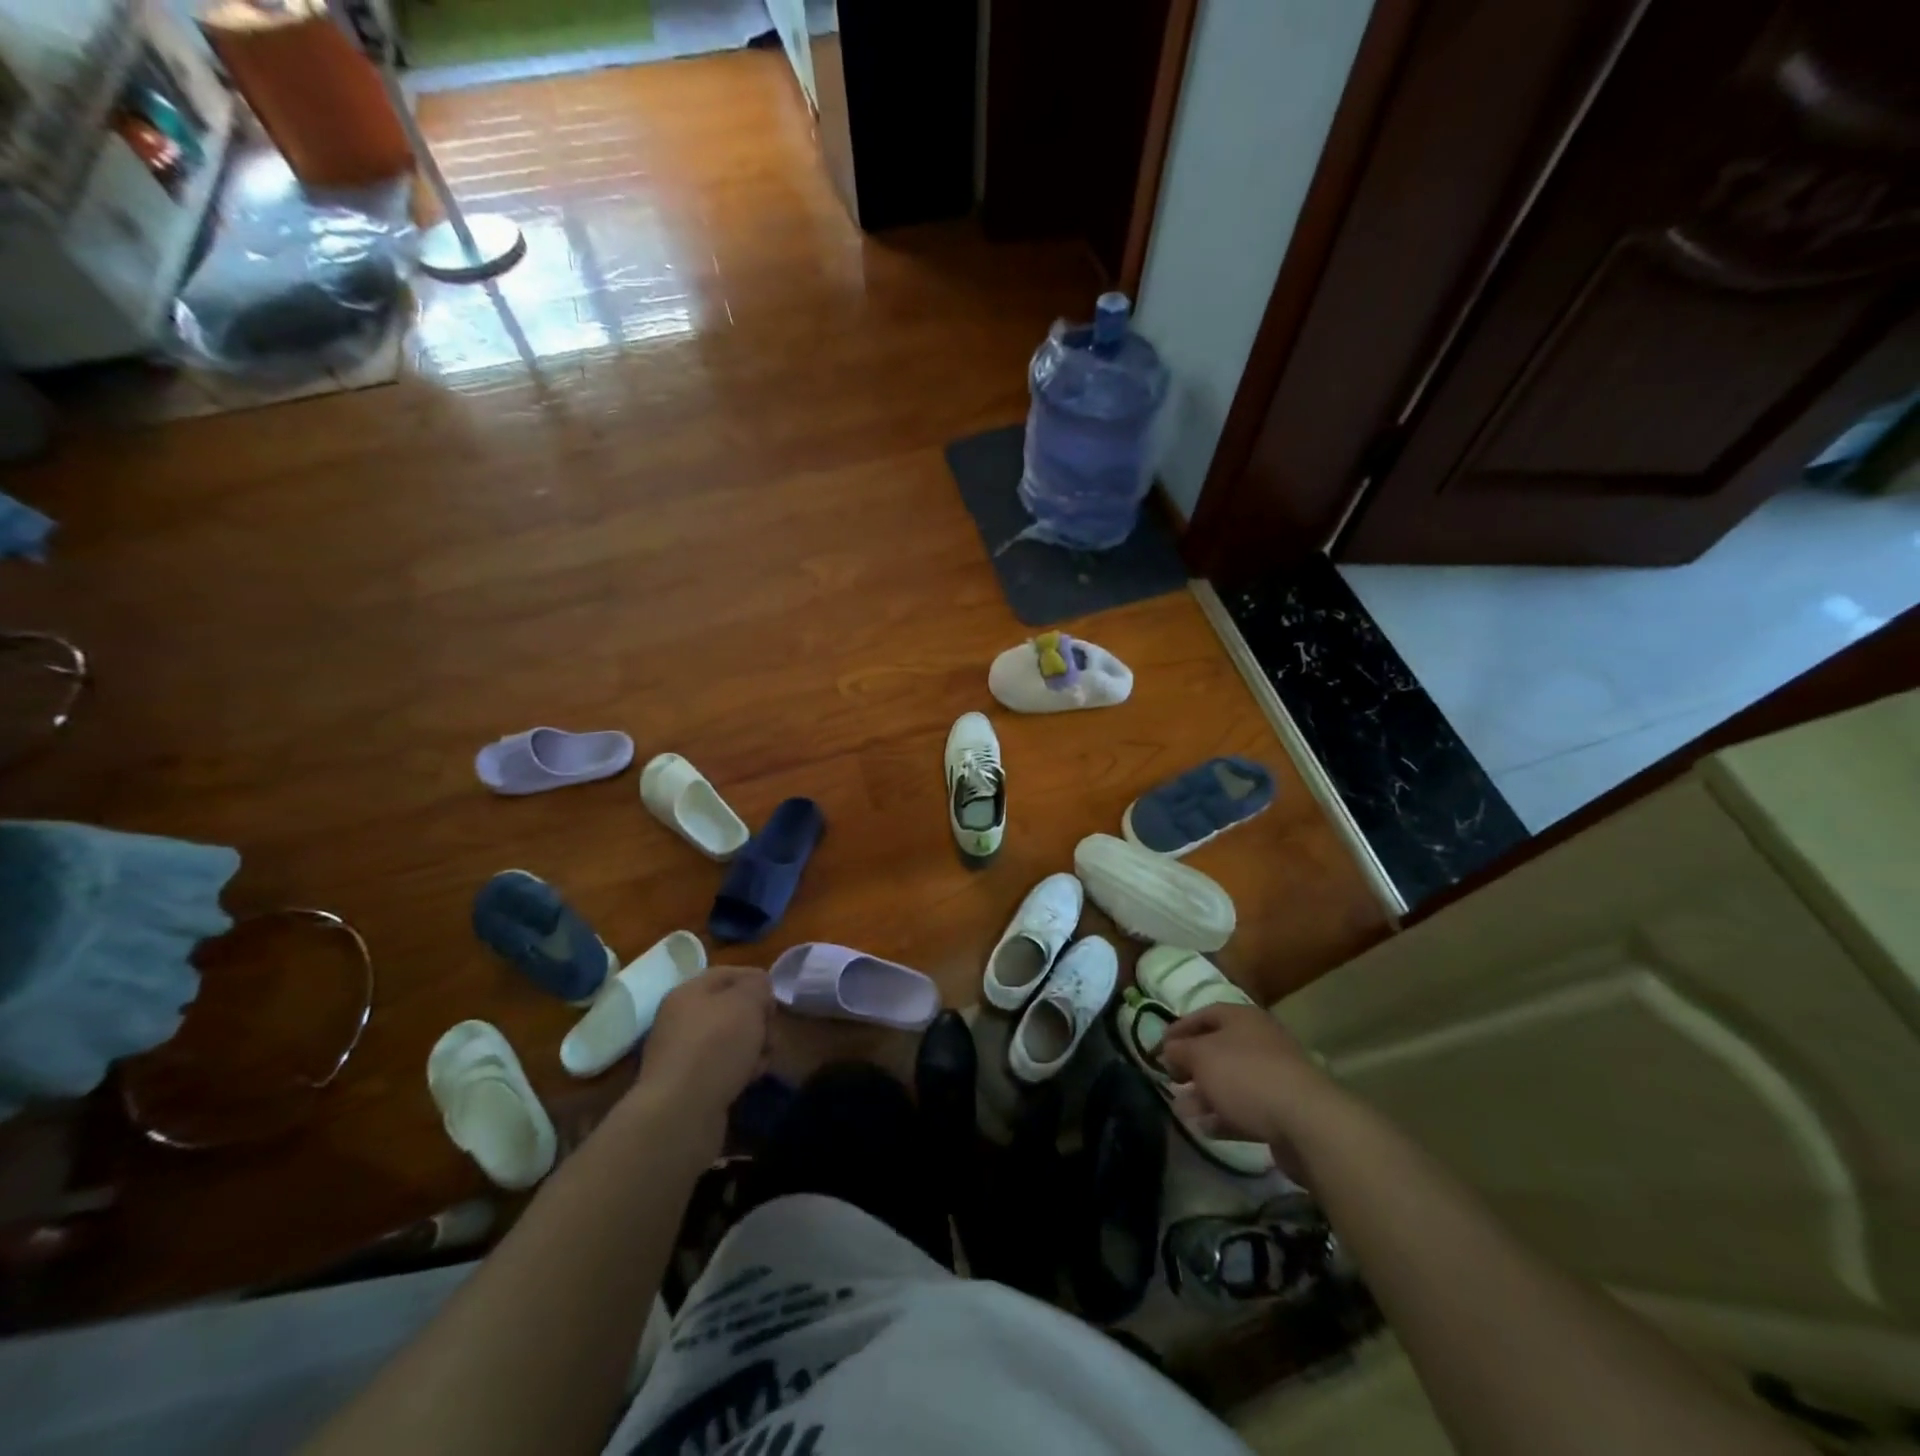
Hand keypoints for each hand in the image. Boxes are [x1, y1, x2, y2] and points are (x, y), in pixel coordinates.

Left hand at [635, 966, 772, 1125]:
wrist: (680, 1113)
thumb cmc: (716, 1046)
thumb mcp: (746, 1002)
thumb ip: (757, 986)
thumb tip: (759, 988)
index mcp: (688, 992)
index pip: (728, 974)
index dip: (757, 981)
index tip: (776, 1000)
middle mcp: (681, 1019)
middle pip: (731, 1008)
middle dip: (758, 1019)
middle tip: (770, 1034)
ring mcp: (683, 1054)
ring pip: (730, 1040)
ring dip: (753, 1046)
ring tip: (763, 1061)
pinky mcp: (689, 1085)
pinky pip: (722, 1067)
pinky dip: (740, 1070)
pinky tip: (750, 1079)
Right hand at [1158, 1004, 1337, 1176]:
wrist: (1307, 1123)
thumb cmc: (1246, 1076)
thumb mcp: (1201, 1057)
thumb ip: (1180, 1050)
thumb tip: (1169, 1049)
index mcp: (1242, 1019)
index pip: (1204, 1015)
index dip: (1178, 1029)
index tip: (1157, 1049)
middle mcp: (1259, 1041)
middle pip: (1217, 1049)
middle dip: (1191, 1066)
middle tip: (1171, 1081)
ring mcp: (1274, 1077)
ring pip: (1230, 1082)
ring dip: (1204, 1095)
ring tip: (1183, 1111)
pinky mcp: (1282, 1111)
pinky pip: (1246, 1109)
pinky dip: (1224, 1116)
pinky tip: (1205, 1129)